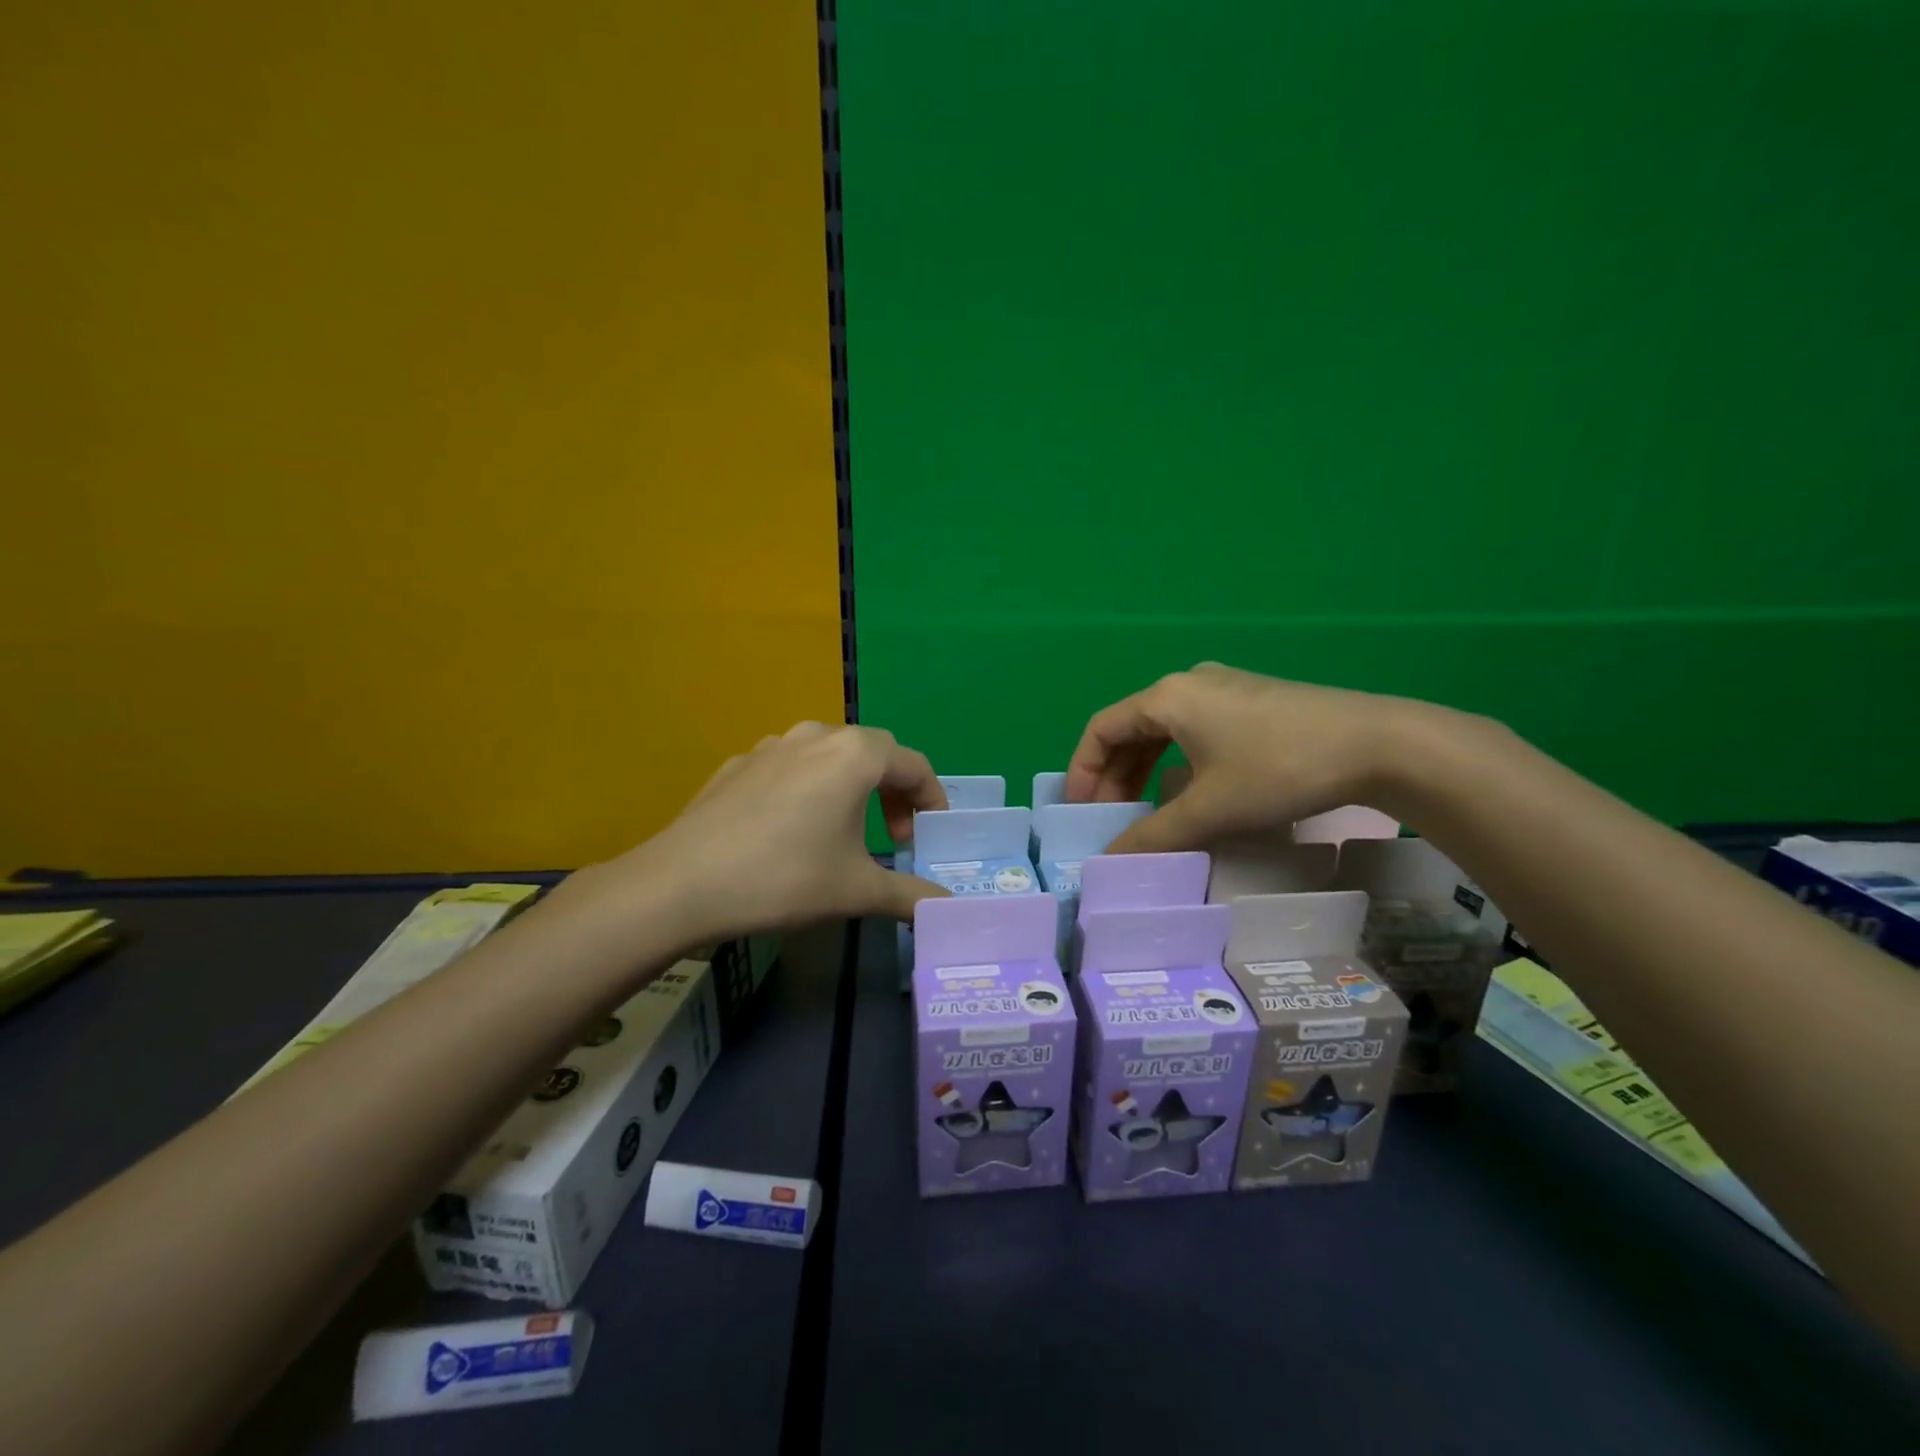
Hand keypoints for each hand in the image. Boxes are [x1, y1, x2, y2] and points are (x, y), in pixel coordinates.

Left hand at [602, 722, 948, 941]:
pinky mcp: (738, 764)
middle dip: (893, 790)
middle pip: (874, 752)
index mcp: (855, 756)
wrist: (681, 885)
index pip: (914, 765)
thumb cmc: (785, 879)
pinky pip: (788, 767)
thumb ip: (910, 896)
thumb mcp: (857, 892)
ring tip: (844, 827)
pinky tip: (790, 829)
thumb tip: (947, 907)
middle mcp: (817, 736)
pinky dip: (807, 788)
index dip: (932, 799)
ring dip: (850, 785)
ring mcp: (772, 746)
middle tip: (892, 835)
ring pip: (828, 754)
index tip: (930, 834)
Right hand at [1064, 664, 1420, 853]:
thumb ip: (1153, 836)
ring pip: (1164, 730)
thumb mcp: (1209, 810)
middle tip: (1112, 819)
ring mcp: (1224, 688)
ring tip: (1145, 811)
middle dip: (1114, 776)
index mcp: (1167, 697)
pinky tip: (1191, 790)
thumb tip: (1108, 861)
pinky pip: (1194, 729)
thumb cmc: (1278, 769)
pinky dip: (1177, 761)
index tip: (1081, 812)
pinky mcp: (1253, 701)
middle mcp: (1189, 683)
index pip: (1101, 730)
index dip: (1082, 771)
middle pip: (1131, 729)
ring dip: (1145, 771)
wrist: (1377, 744)